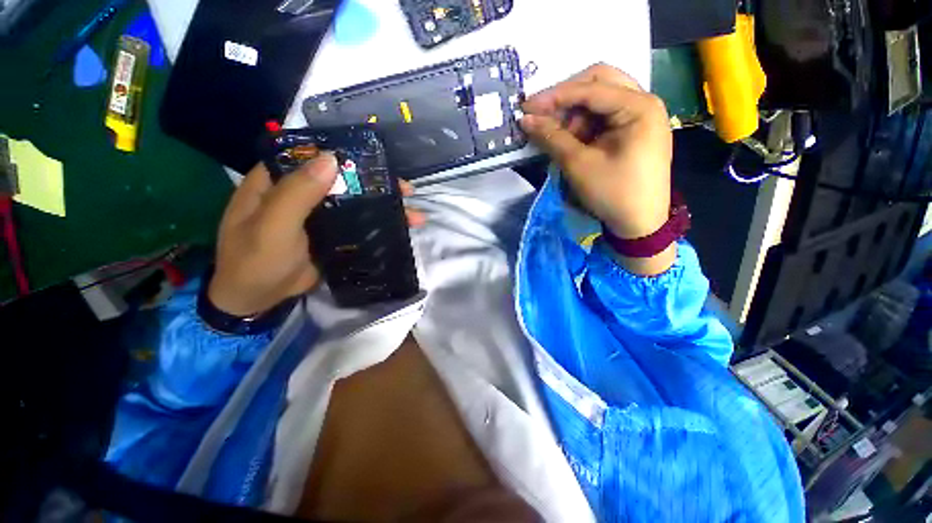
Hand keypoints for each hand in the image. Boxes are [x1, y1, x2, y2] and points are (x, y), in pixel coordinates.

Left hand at [208, 157, 424, 315]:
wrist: (256, 300)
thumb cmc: (255, 261)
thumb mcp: (272, 226)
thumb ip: (297, 193)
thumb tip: (331, 159)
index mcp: (278, 181)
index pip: (314, 157)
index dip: (345, 154)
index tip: (377, 159)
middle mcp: (300, 193)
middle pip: (343, 181)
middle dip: (376, 184)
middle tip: (406, 190)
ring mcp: (318, 215)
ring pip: (355, 203)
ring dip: (383, 207)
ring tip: (413, 213)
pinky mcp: (331, 234)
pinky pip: (357, 224)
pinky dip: (377, 225)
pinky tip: (400, 228)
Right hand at [520, 64, 674, 274]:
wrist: (640, 224)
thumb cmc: (613, 194)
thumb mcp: (579, 165)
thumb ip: (552, 138)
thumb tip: (526, 120)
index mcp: (638, 107)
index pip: (591, 88)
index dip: (555, 95)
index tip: (527, 107)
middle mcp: (643, 102)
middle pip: (599, 83)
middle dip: (566, 98)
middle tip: (542, 115)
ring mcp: (640, 116)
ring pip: (600, 99)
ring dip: (573, 113)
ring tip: (554, 133)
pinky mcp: (633, 130)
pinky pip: (603, 117)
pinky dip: (583, 125)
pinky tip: (569, 139)